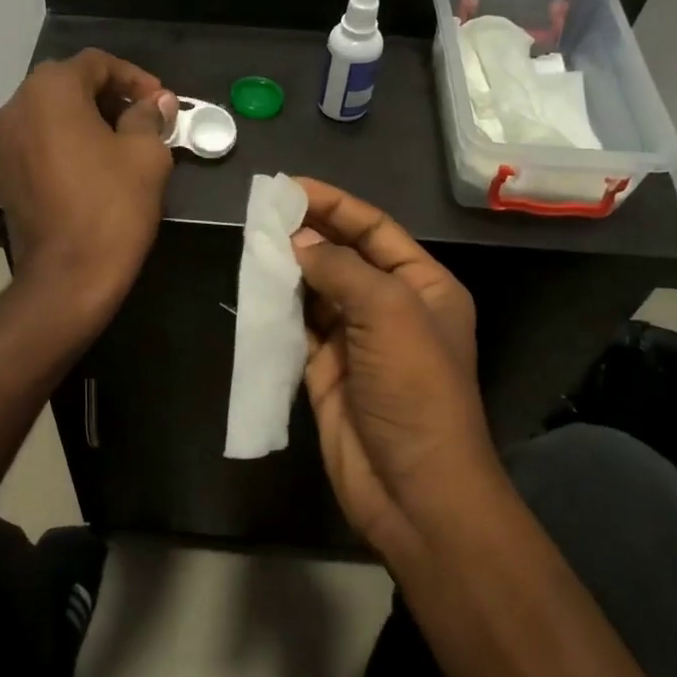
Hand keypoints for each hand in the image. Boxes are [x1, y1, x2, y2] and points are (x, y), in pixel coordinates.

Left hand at [0, 50, 178, 336]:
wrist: (67, 276)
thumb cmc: (112, 207)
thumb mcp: (146, 156)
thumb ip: (148, 117)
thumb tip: (154, 101)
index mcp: (50, 91)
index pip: (96, 63)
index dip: (135, 77)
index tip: (162, 102)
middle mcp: (16, 107)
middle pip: (67, 84)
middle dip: (109, 96)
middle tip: (144, 118)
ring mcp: (2, 143)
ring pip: (49, 114)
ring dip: (85, 119)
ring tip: (121, 142)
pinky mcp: (2, 176)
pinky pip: (38, 143)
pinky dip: (65, 144)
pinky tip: (92, 168)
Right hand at [287, 177, 500, 556]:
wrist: (412, 488)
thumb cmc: (415, 390)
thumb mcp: (389, 313)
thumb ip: (342, 269)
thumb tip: (298, 241)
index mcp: (424, 286)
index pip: (376, 230)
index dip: (335, 205)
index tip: (290, 187)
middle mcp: (391, 307)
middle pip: (344, 256)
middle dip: (308, 232)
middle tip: (262, 212)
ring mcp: (357, 341)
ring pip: (317, 290)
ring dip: (289, 268)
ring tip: (252, 242)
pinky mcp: (326, 370)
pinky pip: (299, 326)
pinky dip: (279, 306)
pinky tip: (255, 286)